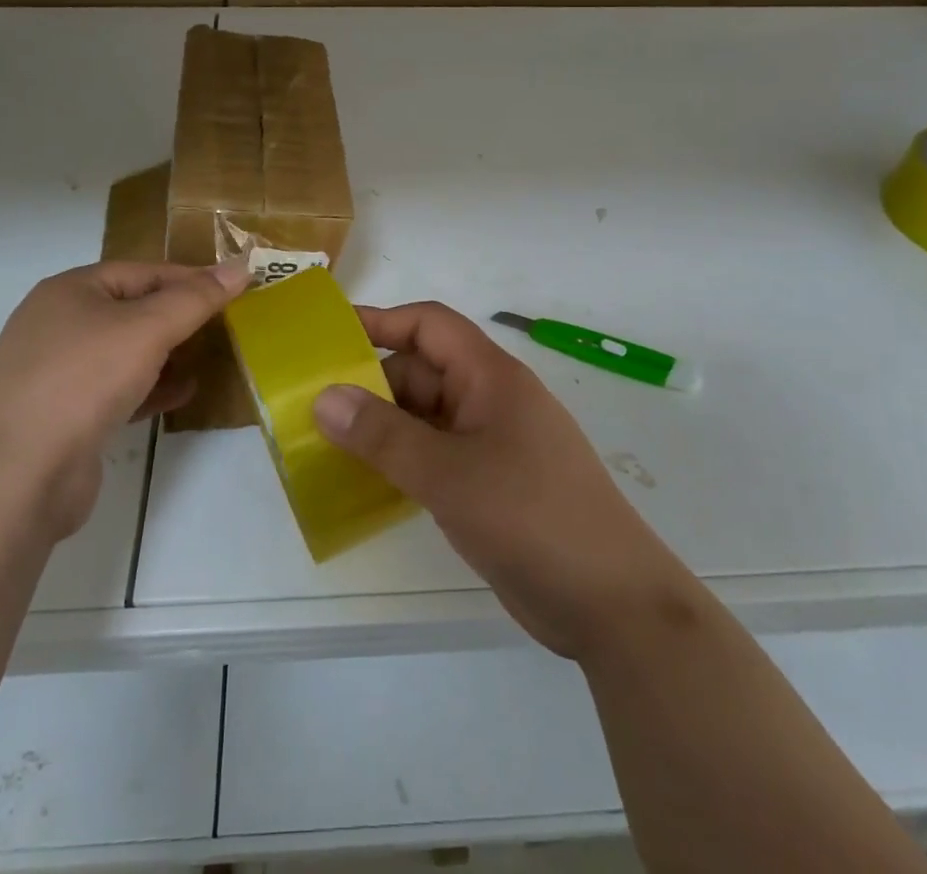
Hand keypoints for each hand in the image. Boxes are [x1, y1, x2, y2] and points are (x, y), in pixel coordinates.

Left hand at [0, 260, 249, 537]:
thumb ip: (195, 298)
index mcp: (71, 290)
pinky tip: (182, 394)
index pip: (143, 271)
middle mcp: (59, 325)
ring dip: (167, 354)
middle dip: (179, 317)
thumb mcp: (147, 329)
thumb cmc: (82, 380)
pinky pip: (117, 390)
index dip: (190, 278)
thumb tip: (240, 267)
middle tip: (225, 324)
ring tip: (209, 357)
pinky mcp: (64, 417)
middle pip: (133, 310)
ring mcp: (57, 373)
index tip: (234, 290)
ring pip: (125, 352)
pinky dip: (151, 388)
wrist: (14, 476)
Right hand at [312, 301, 697, 660]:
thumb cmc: (532, 518)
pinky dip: (402, 460)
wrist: (613, 604)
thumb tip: (325, 397)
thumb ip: (384, 435)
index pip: (430, 326)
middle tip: (313, 406)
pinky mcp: (491, 484)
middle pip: (423, 372)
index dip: (381, 322)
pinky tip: (367, 481)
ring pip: (426, 417)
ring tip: (326, 444)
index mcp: (491, 376)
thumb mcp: (449, 474)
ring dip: (383, 427)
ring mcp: (493, 444)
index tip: (330, 338)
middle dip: (371, 384)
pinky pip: (435, 455)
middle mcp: (491, 400)